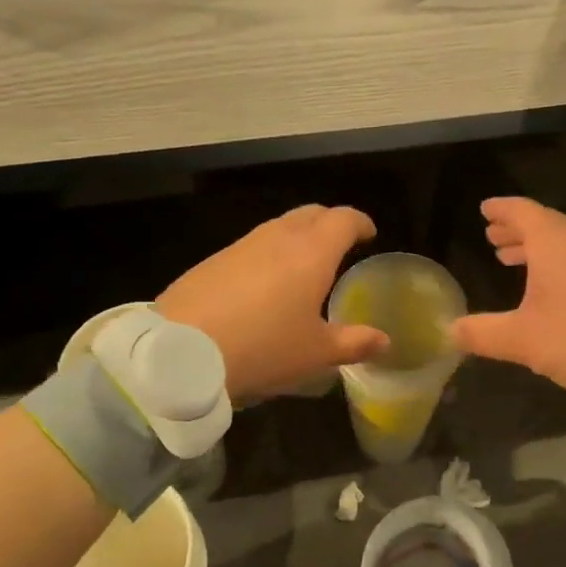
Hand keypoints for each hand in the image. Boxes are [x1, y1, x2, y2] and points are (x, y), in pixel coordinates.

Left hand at [157, 205, 388, 400]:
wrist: (182, 352)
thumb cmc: (263, 348)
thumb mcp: (315, 353)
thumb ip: (353, 343)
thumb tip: (383, 341)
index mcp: (311, 253)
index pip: (343, 219)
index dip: (360, 223)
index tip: (369, 234)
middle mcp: (277, 238)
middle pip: (311, 213)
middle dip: (330, 223)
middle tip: (339, 245)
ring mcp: (241, 245)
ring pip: (278, 227)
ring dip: (297, 237)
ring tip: (302, 266)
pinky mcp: (213, 260)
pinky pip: (251, 246)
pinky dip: (268, 254)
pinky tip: (262, 285)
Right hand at [452, 197, 565, 394]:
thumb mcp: (523, 339)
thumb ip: (483, 333)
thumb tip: (451, 330)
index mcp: (555, 243)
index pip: (523, 212)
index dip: (502, 209)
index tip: (485, 209)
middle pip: (545, 225)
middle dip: (517, 230)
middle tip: (494, 236)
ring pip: (565, 244)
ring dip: (538, 248)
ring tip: (513, 259)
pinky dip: (559, 263)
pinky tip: (553, 287)